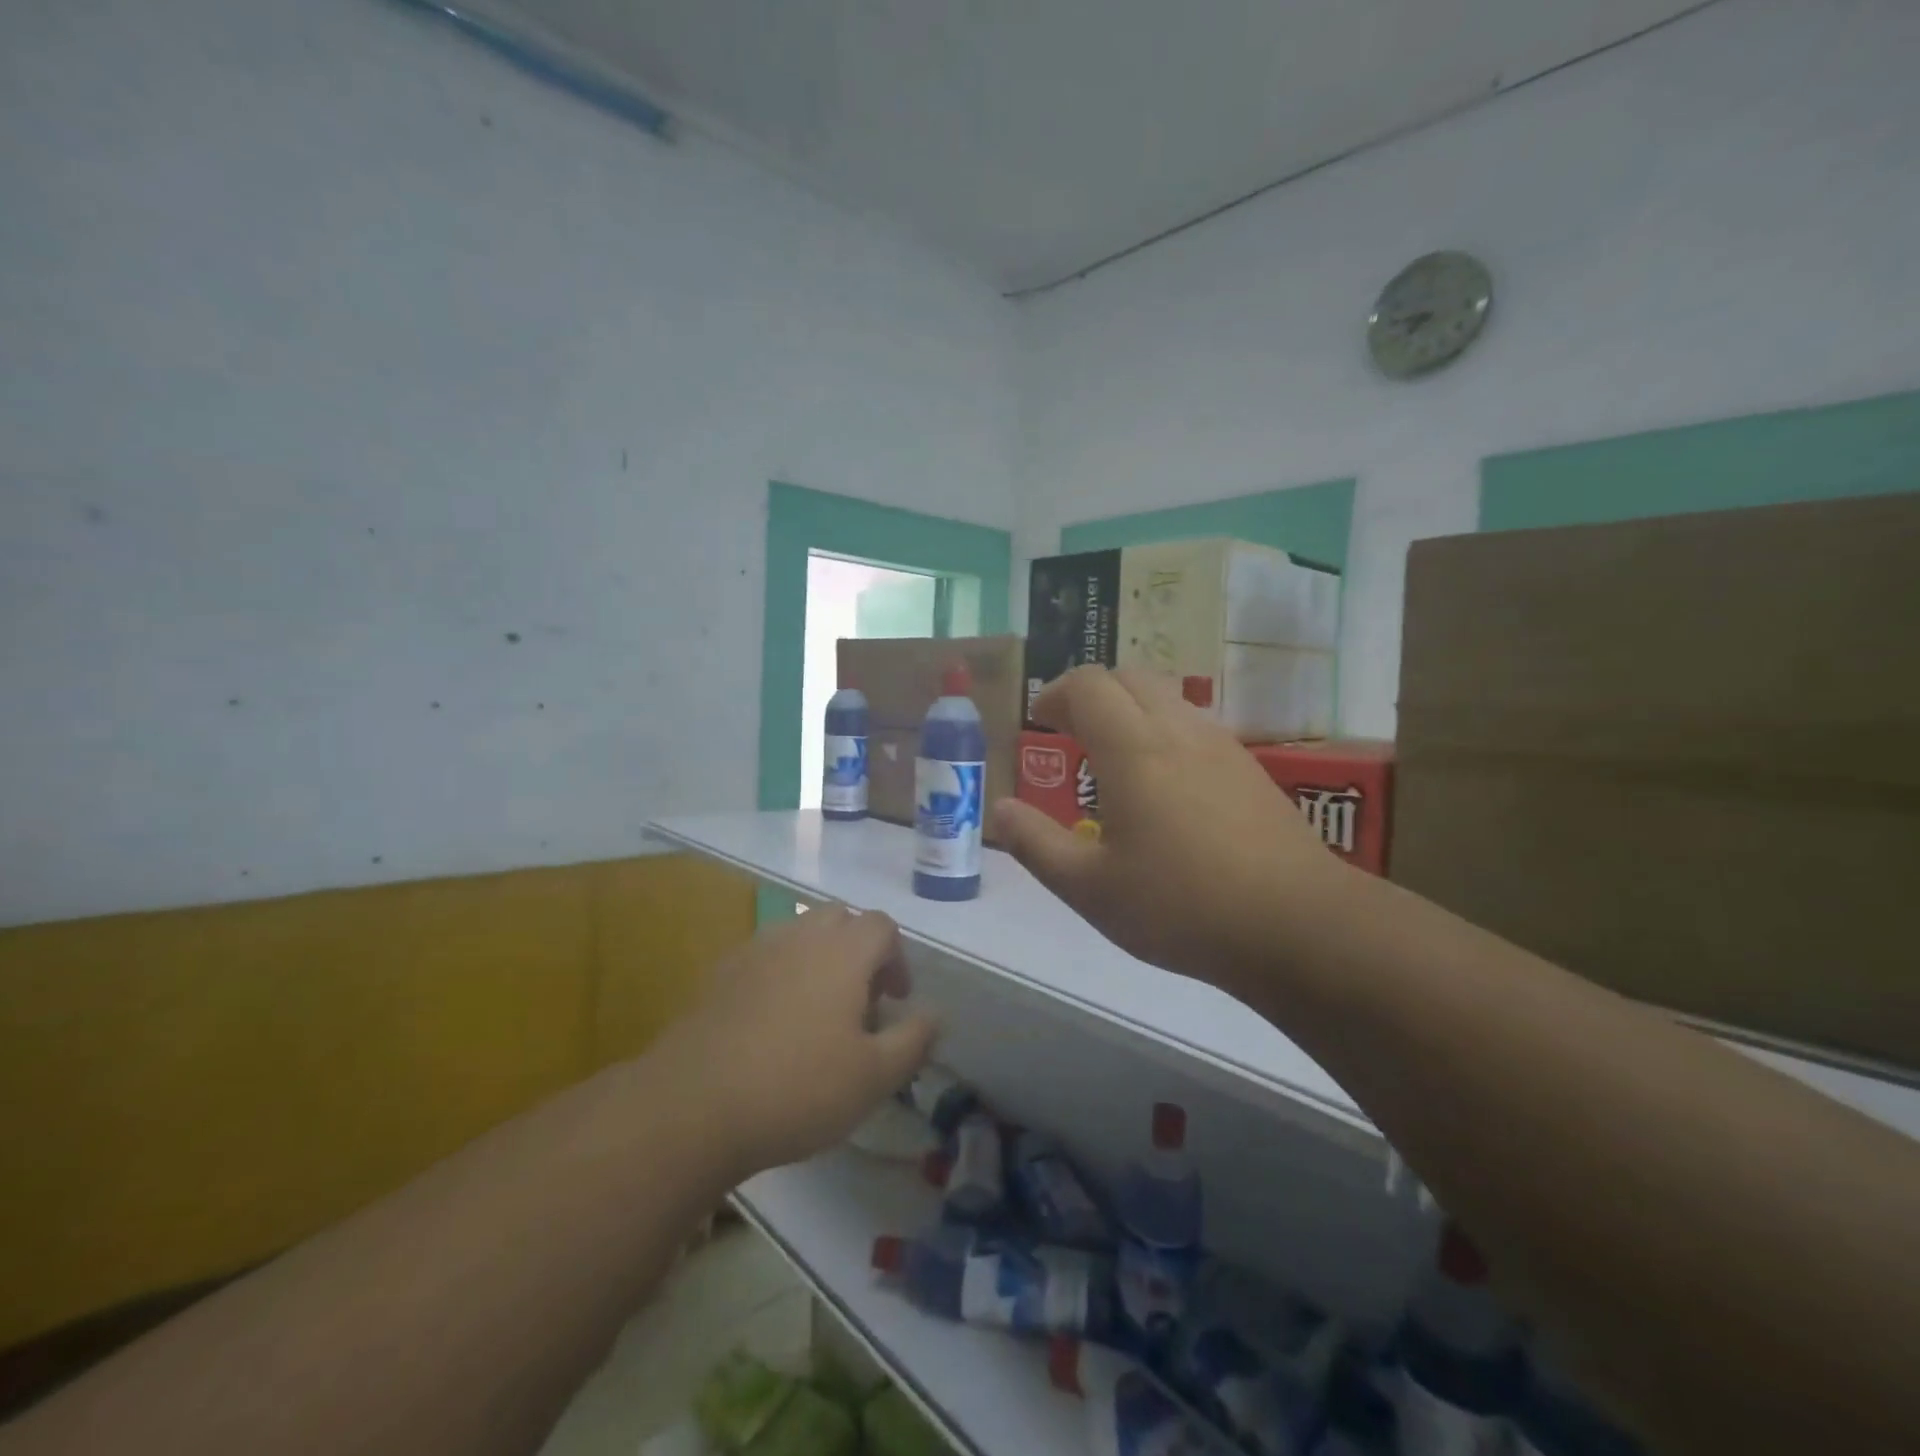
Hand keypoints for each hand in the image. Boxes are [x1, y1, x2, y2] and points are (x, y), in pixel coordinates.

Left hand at [653, 905, 937, 1180]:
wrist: (694, 1105)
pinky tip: (772, 1023)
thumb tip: (935, 1014)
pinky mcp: (720, 974)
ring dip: (819, 959)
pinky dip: (781, 974)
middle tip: (859, 1002)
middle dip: (859, 950)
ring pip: (800, 934)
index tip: (894, 1000)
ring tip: (817, 1012)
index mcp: (843, 951)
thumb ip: (914, 1040)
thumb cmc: (798, 1087)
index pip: (882, 926)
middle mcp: (800, 936)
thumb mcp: (874, 1077)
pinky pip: (764, 957)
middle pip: (840, 919)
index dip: (897, 958)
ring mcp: (755, 950)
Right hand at [992, 666, 1351, 990]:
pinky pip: (1195, 725)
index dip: (1055, 693)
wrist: (1297, 925)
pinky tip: (1164, 785)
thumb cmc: (1180, 906)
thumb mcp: (1089, 888)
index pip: (1087, 685)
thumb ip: (1036, 844)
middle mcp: (1177, 731)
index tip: (1039, 721)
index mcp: (1132, 749)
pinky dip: (1163, 731)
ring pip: (1167, 697)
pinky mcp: (1250, 769)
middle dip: (1091, 693)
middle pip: (1129, 677)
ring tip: (1112, 757)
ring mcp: (1221, 746)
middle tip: (1069, 732)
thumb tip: (999, 808)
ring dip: (1130, 709)